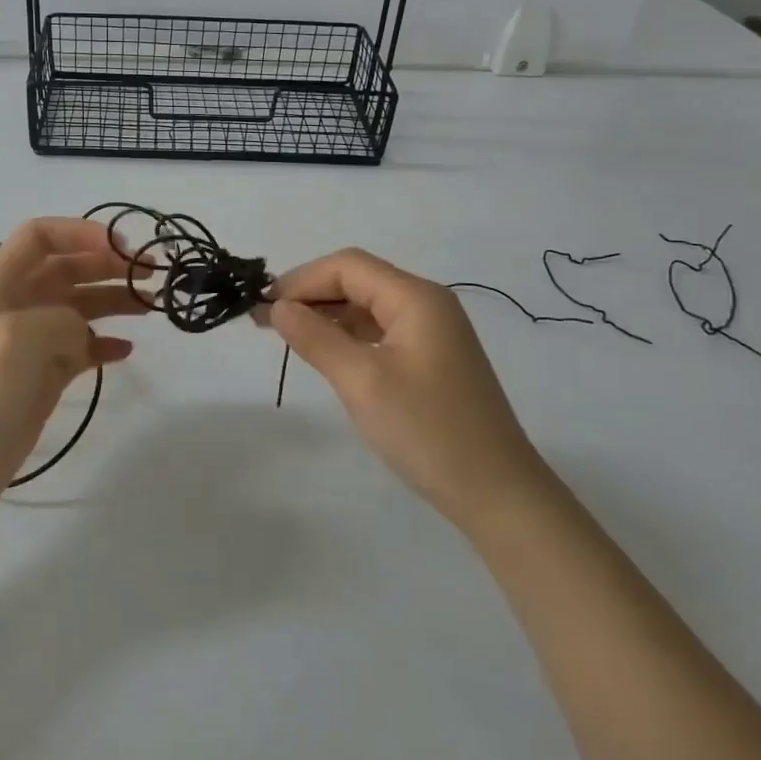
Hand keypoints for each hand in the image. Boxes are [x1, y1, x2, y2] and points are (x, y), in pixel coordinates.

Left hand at [0, 217, 148, 519]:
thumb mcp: (18, 339)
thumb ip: (61, 320)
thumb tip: (82, 334)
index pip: (40, 236)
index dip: (81, 233)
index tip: (123, 247)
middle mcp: (14, 306)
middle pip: (67, 269)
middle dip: (108, 265)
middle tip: (151, 274)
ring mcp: (28, 345)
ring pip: (78, 308)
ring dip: (113, 300)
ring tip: (151, 305)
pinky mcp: (41, 380)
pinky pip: (79, 350)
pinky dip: (104, 344)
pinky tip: (127, 350)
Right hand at [260, 248, 545, 529]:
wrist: (497, 493)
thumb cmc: (427, 431)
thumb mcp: (362, 382)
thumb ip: (316, 338)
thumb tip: (278, 307)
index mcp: (416, 298)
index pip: (347, 266)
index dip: (301, 280)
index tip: (263, 306)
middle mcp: (426, 304)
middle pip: (358, 280)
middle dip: (310, 294)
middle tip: (265, 320)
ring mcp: (432, 332)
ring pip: (367, 306)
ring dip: (325, 315)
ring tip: (284, 334)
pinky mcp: (431, 359)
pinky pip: (380, 331)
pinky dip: (347, 335)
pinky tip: (323, 352)